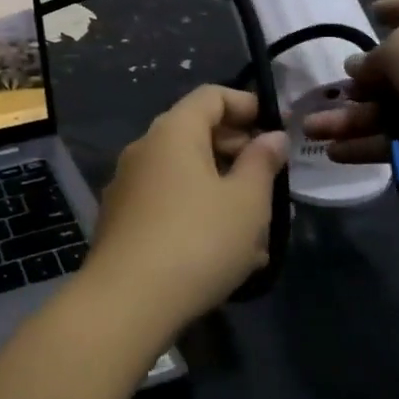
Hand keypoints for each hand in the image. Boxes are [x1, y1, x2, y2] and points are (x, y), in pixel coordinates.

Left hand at [79, 85, 287, 344]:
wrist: (126, 302)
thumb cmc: (198, 240)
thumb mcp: (246, 201)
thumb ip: (262, 162)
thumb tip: (272, 136)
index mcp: (173, 132)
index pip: (211, 96)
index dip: (247, 104)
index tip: (277, 129)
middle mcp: (144, 149)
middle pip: (196, 133)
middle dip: (237, 152)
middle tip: (271, 180)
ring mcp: (127, 185)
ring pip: (185, 174)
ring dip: (222, 189)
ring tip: (257, 228)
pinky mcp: (121, 220)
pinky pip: (168, 202)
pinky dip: (197, 213)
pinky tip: (224, 252)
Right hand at [302, 0, 398, 188]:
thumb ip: (373, 60)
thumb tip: (358, 68)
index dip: (395, 8)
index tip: (372, 12)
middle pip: (397, 68)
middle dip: (360, 84)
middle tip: (326, 95)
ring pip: (393, 109)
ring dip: (353, 120)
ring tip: (313, 130)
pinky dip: (372, 145)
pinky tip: (336, 153)